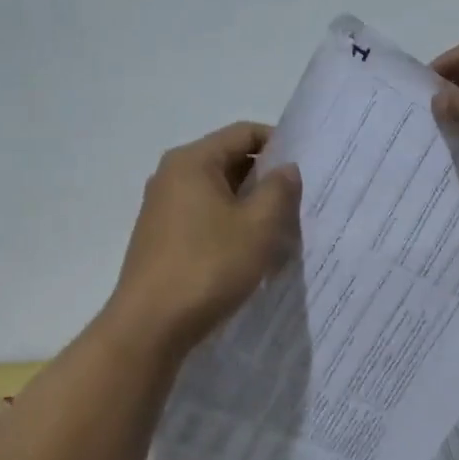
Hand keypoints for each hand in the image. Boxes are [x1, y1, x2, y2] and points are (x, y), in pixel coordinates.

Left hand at [105, 122, 301, 356]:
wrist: (151, 326)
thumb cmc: (209, 266)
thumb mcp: (259, 226)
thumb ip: (280, 190)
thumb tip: (287, 169)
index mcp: (193, 161)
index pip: (245, 133)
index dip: (281, 145)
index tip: (307, 171)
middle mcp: (172, 175)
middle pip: (231, 161)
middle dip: (267, 180)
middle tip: (300, 205)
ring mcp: (163, 208)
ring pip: (220, 193)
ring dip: (251, 207)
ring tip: (281, 233)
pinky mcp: (162, 237)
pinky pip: (206, 218)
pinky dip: (231, 226)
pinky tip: (250, 254)